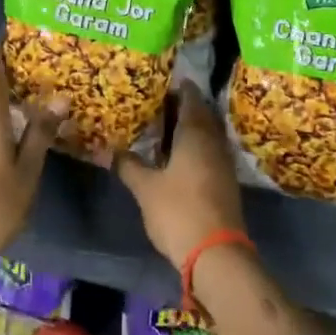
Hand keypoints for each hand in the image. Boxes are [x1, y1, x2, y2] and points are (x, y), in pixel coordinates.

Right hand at [116, 83, 246, 268]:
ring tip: (164, 127)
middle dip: (183, 107)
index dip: (179, 88)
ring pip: (206, 134)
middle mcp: (213, 141)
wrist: (216, 253)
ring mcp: (223, 162)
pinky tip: (178, 156)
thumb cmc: (179, 211)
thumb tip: (110, 149)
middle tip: (158, 103)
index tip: (163, 82)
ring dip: (189, 128)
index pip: (191, 98)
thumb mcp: (145, 188)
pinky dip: (195, 147)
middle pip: (201, 114)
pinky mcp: (225, 181)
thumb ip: (128, 165)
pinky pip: (209, 151)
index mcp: (195, 133)